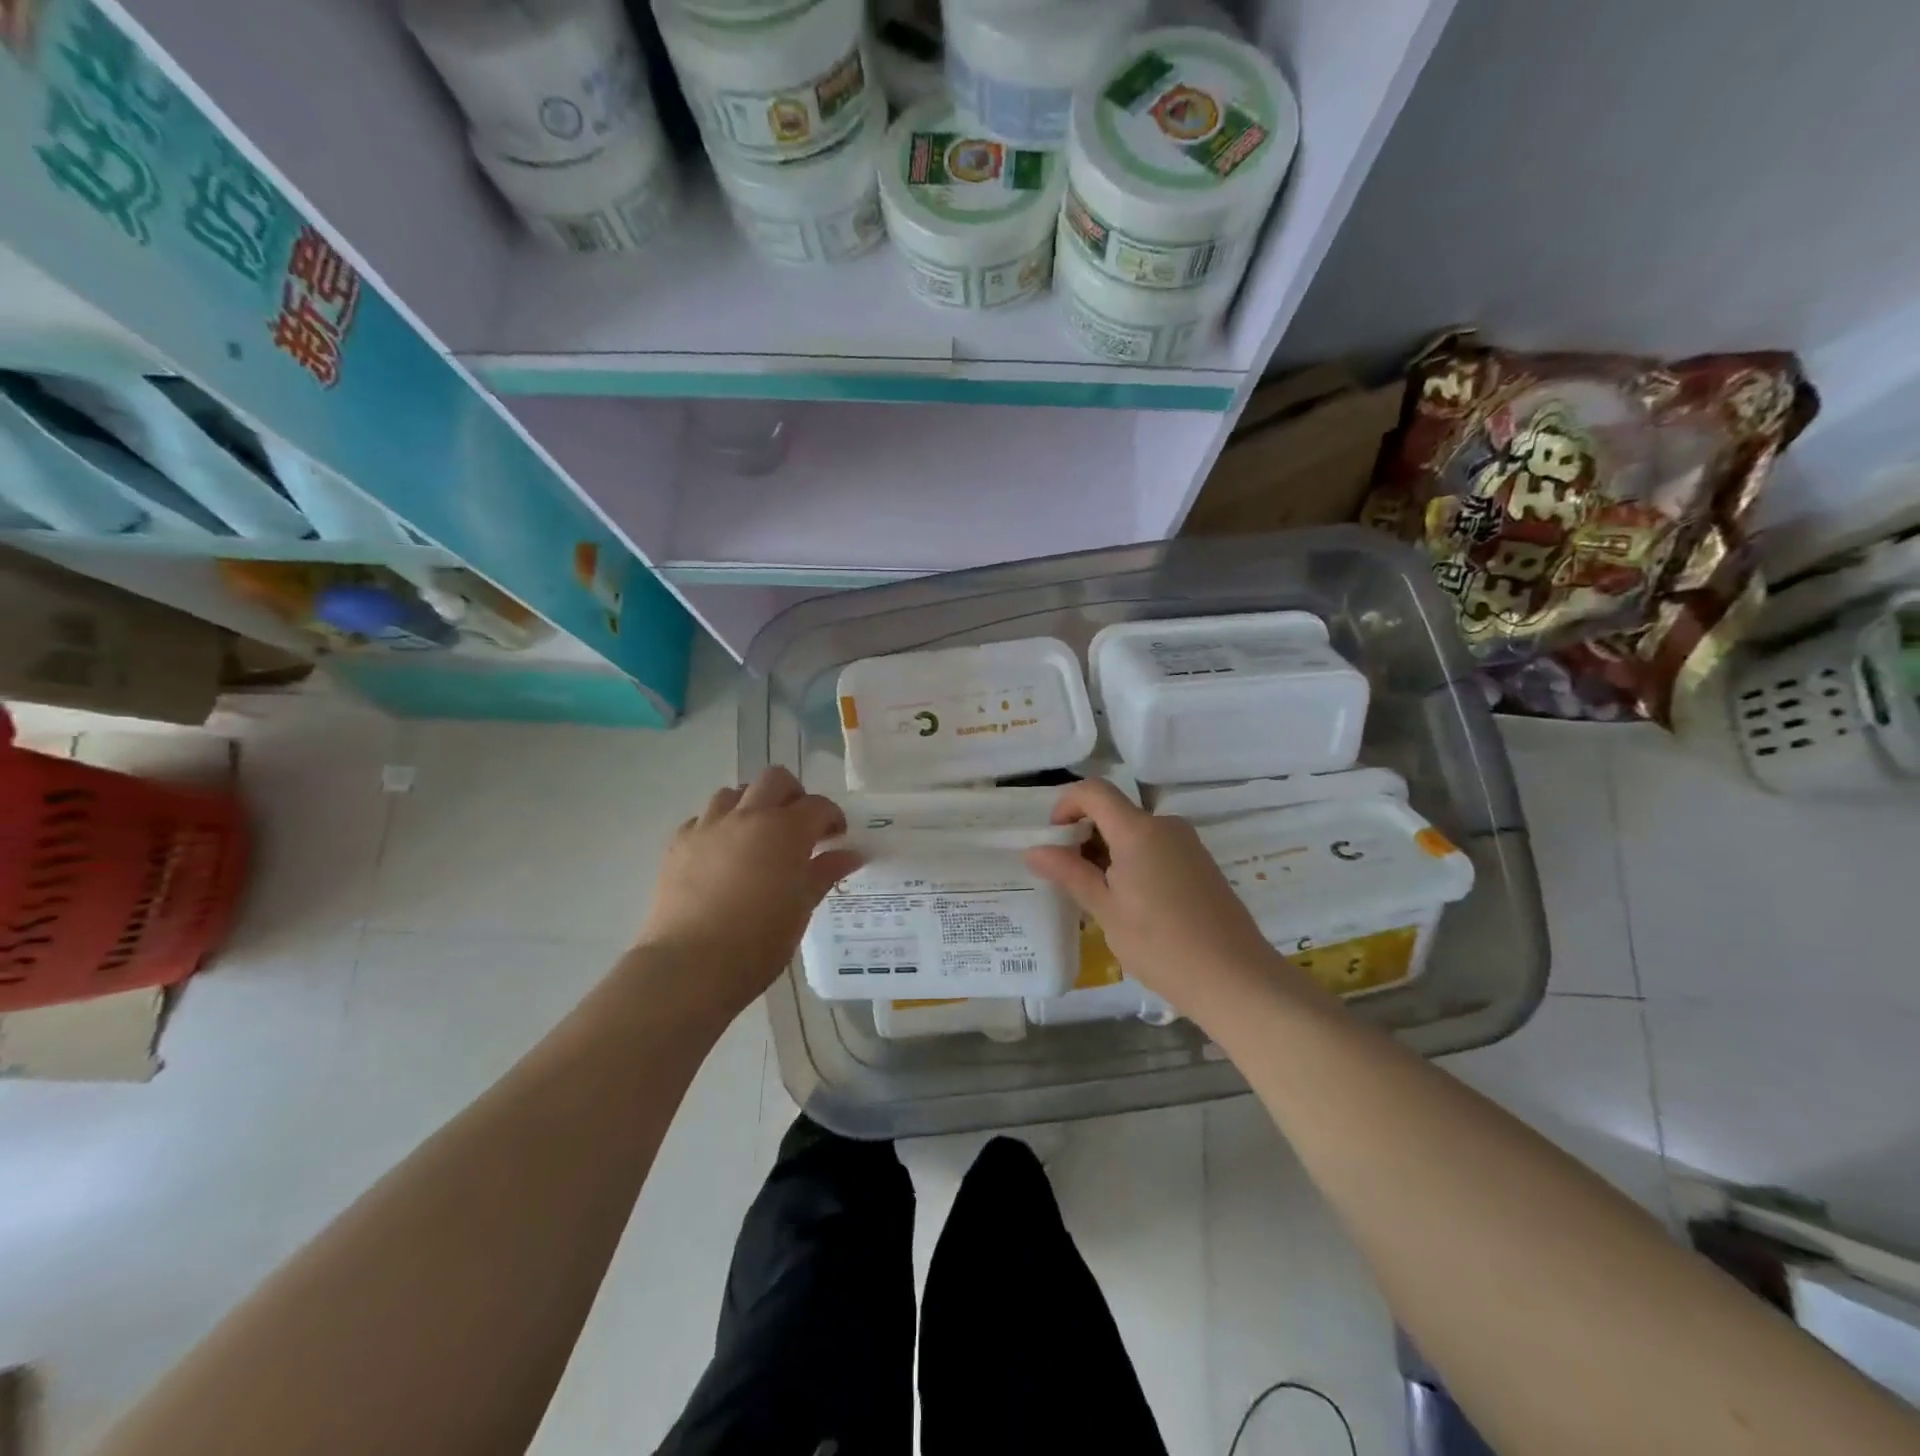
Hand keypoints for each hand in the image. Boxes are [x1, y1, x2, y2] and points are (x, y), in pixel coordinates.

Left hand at [636, 767, 862, 1015]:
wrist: (691, 965)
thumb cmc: (759, 940)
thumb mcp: (802, 906)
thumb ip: (825, 872)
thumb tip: (851, 854)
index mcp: (786, 829)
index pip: (818, 805)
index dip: (832, 818)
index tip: (836, 838)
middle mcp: (748, 816)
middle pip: (775, 780)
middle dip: (793, 795)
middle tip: (798, 826)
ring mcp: (709, 826)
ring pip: (734, 793)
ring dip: (752, 805)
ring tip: (757, 835)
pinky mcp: (679, 843)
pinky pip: (702, 818)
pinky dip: (718, 826)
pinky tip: (722, 854)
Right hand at [1024, 780, 1304, 1020]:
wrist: (1236, 979)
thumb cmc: (1161, 945)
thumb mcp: (1106, 910)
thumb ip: (1069, 873)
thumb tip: (1033, 850)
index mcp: (1139, 830)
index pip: (1093, 791)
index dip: (1066, 805)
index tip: (1053, 840)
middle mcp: (1165, 825)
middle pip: (1114, 811)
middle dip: (1084, 835)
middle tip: (1069, 877)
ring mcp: (1188, 844)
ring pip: (1134, 832)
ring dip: (1107, 852)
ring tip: (1098, 897)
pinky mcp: (1200, 863)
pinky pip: (1155, 847)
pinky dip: (1132, 861)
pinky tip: (1131, 903)